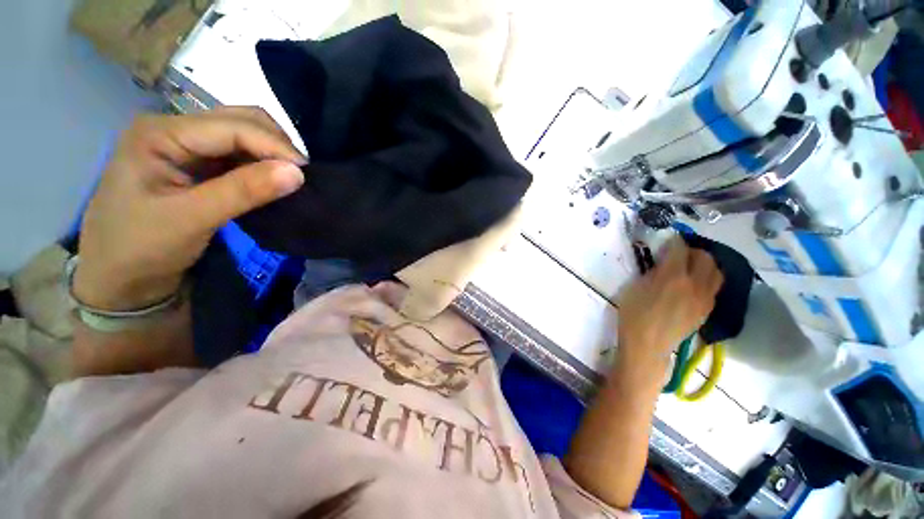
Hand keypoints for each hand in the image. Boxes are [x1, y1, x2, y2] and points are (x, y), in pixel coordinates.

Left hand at [73, 107, 306, 310]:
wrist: (119, 277)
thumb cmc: (141, 248)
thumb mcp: (192, 218)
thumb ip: (245, 191)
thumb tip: (298, 173)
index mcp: (160, 133)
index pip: (232, 127)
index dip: (275, 146)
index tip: (307, 174)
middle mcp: (174, 129)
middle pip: (239, 121)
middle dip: (276, 145)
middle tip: (301, 176)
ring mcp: (184, 145)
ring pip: (243, 136)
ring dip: (271, 155)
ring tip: (290, 180)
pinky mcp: (196, 164)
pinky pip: (238, 155)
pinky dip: (261, 166)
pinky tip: (272, 181)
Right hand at [615, 238, 722, 384]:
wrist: (648, 344)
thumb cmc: (634, 315)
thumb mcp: (635, 288)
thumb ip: (652, 271)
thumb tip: (663, 261)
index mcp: (672, 277)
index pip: (680, 249)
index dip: (674, 241)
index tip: (668, 239)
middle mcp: (694, 284)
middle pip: (705, 257)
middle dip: (693, 250)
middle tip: (679, 253)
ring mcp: (705, 298)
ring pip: (716, 271)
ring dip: (705, 264)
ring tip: (691, 266)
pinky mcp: (707, 309)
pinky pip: (714, 287)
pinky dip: (707, 279)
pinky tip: (694, 284)